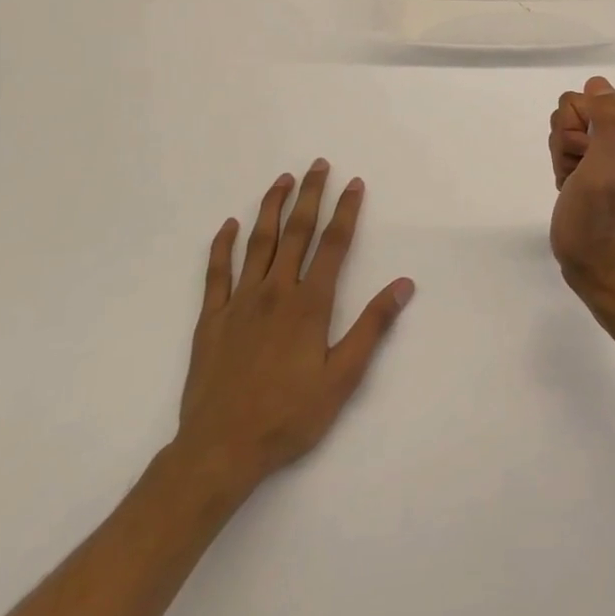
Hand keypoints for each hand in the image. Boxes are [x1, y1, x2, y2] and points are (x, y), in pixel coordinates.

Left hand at [172, 160, 413, 509]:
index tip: (354, 183)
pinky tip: (228, 225)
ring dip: (271, 207)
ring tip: (282, 180)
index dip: (346, 211)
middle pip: (296, 232)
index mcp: (309, 304)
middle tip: (317, 164)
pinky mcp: (211, 319)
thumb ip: (372, 327)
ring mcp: (239, 302)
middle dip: (309, 195)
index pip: (333, 245)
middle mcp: (275, 291)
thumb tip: (403, 285)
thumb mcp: (342, 378)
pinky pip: (216, 273)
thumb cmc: (288, 415)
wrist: (219, 451)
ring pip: (258, 243)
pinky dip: (222, 246)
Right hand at [548, 76, 614, 310]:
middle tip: (580, 177)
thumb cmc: (601, 224)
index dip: (573, 132)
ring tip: (578, 187)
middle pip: (572, 112)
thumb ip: (608, 122)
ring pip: (566, 130)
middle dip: (566, 145)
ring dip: (563, 159)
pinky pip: (568, 149)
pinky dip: (565, 170)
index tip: (585, 163)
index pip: (581, 99)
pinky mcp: (601, 165)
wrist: (604, 273)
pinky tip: (574, 191)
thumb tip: (599, 86)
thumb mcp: (605, 170)